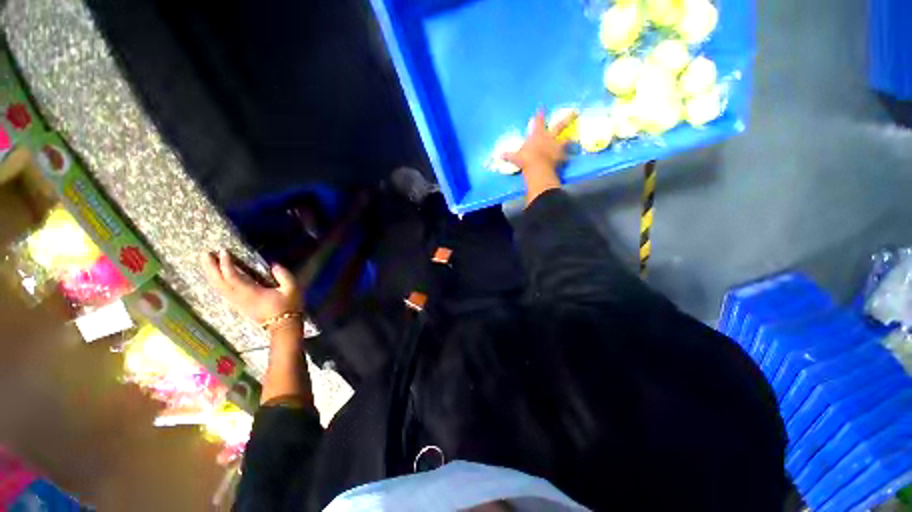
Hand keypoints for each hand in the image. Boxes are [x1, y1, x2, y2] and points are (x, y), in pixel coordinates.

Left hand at [201, 250, 301, 324]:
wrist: (283, 325)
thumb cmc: (288, 306)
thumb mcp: (292, 289)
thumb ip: (283, 275)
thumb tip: (273, 265)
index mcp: (251, 292)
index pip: (233, 276)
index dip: (226, 263)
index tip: (223, 251)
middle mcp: (239, 297)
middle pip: (220, 282)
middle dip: (211, 267)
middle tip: (205, 253)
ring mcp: (237, 302)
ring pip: (218, 287)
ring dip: (211, 274)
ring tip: (207, 262)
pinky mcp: (238, 305)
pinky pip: (222, 292)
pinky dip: (216, 282)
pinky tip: (215, 277)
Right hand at [503, 109, 575, 204]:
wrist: (537, 168)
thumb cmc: (526, 159)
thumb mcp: (515, 157)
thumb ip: (508, 155)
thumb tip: (498, 155)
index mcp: (537, 135)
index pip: (538, 121)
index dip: (540, 115)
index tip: (542, 108)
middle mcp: (549, 137)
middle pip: (559, 125)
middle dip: (566, 118)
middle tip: (575, 112)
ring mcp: (556, 146)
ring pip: (566, 139)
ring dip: (569, 138)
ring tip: (573, 137)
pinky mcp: (561, 156)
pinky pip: (565, 156)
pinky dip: (567, 157)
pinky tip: (569, 157)